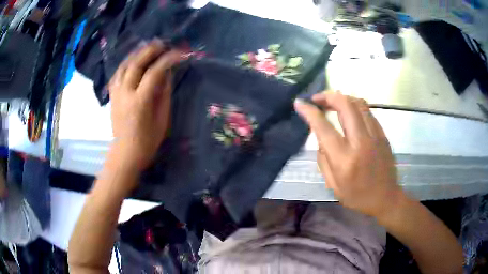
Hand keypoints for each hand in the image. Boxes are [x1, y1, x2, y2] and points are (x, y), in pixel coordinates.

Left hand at [108, 40, 184, 170]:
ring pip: (123, 66)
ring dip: (136, 53)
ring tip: (147, 48)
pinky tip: (132, 61)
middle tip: (162, 43)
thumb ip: (164, 93)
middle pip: (136, 64)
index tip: (179, 53)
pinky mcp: (112, 96)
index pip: (154, 72)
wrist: (126, 152)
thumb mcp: (162, 118)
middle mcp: (125, 93)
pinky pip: (117, 74)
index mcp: (140, 101)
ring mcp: (116, 93)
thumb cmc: (148, 140)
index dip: (168, 59)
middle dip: (150, 50)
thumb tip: (167, 73)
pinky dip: (125, 64)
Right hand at [294, 92, 401, 218]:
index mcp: (344, 159)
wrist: (385, 197)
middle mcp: (360, 142)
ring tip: (333, 102)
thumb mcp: (333, 185)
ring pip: (358, 103)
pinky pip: (368, 111)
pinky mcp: (382, 134)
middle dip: (328, 96)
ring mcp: (375, 136)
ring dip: (342, 98)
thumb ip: (323, 158)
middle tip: (318, 100)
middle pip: (345, 105)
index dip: (309, 112)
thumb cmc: (357, 196)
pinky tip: (349, 112)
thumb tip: (320, 135)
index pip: (324, 127)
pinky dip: (355, 106)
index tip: (300, 103)